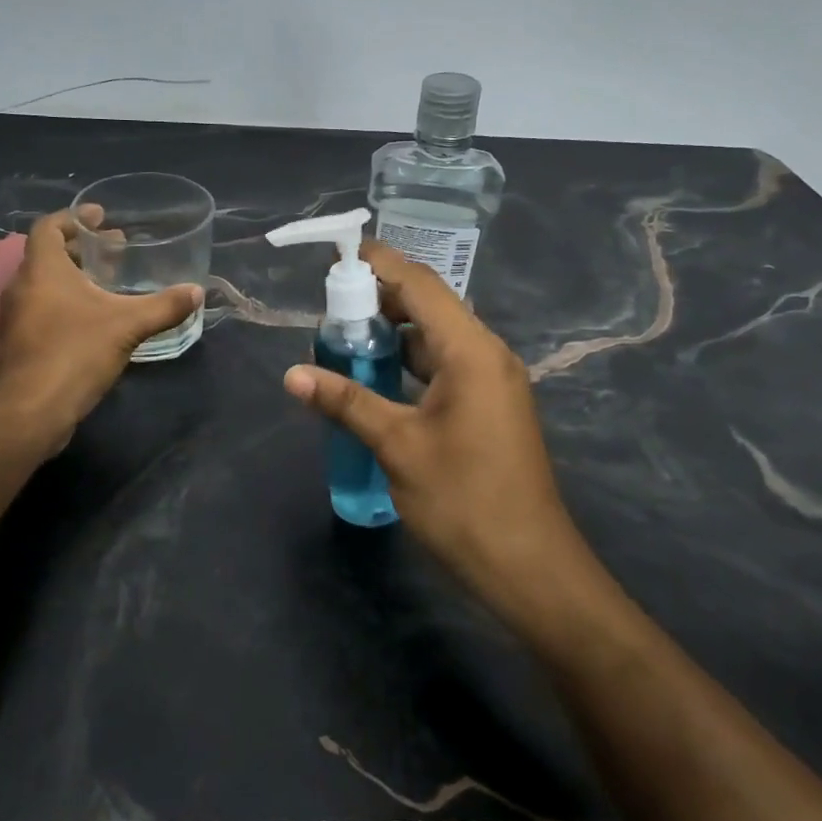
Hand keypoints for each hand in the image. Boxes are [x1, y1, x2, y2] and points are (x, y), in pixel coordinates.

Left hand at [0, 208, 201, 445]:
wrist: (29, 412)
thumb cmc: (74, 353)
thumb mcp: (127, 326)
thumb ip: (163, 307)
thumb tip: (197, 292)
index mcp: (42, 270)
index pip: (49, 227)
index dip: (74, 217)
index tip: (101, 216)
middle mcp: (22, 287)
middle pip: (48, 255)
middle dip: (82, 248)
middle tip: (115, 249)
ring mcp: (16, 317)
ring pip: (45, 284)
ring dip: (74, 277)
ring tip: (109, 283)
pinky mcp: (19, 344)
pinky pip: (42, 309)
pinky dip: (66, 302)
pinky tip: (94, 320)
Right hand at [281, 242, 596, 626]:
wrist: (529, 566)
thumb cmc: (463, 500)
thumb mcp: (398, 446)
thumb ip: (346, 402)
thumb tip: (292, 374)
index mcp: (471, 351)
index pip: (421, 285)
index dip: (379, 263)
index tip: (337, 254)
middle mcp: (487, 354)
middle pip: (429, 306)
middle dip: (380, 298)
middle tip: (328, 303)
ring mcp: (491, 381)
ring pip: (436, 337)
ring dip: (393, 331)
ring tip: (343, 335)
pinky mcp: (488, 406)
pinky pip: (444, 365)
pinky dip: (409, 361)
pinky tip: (375, 374)